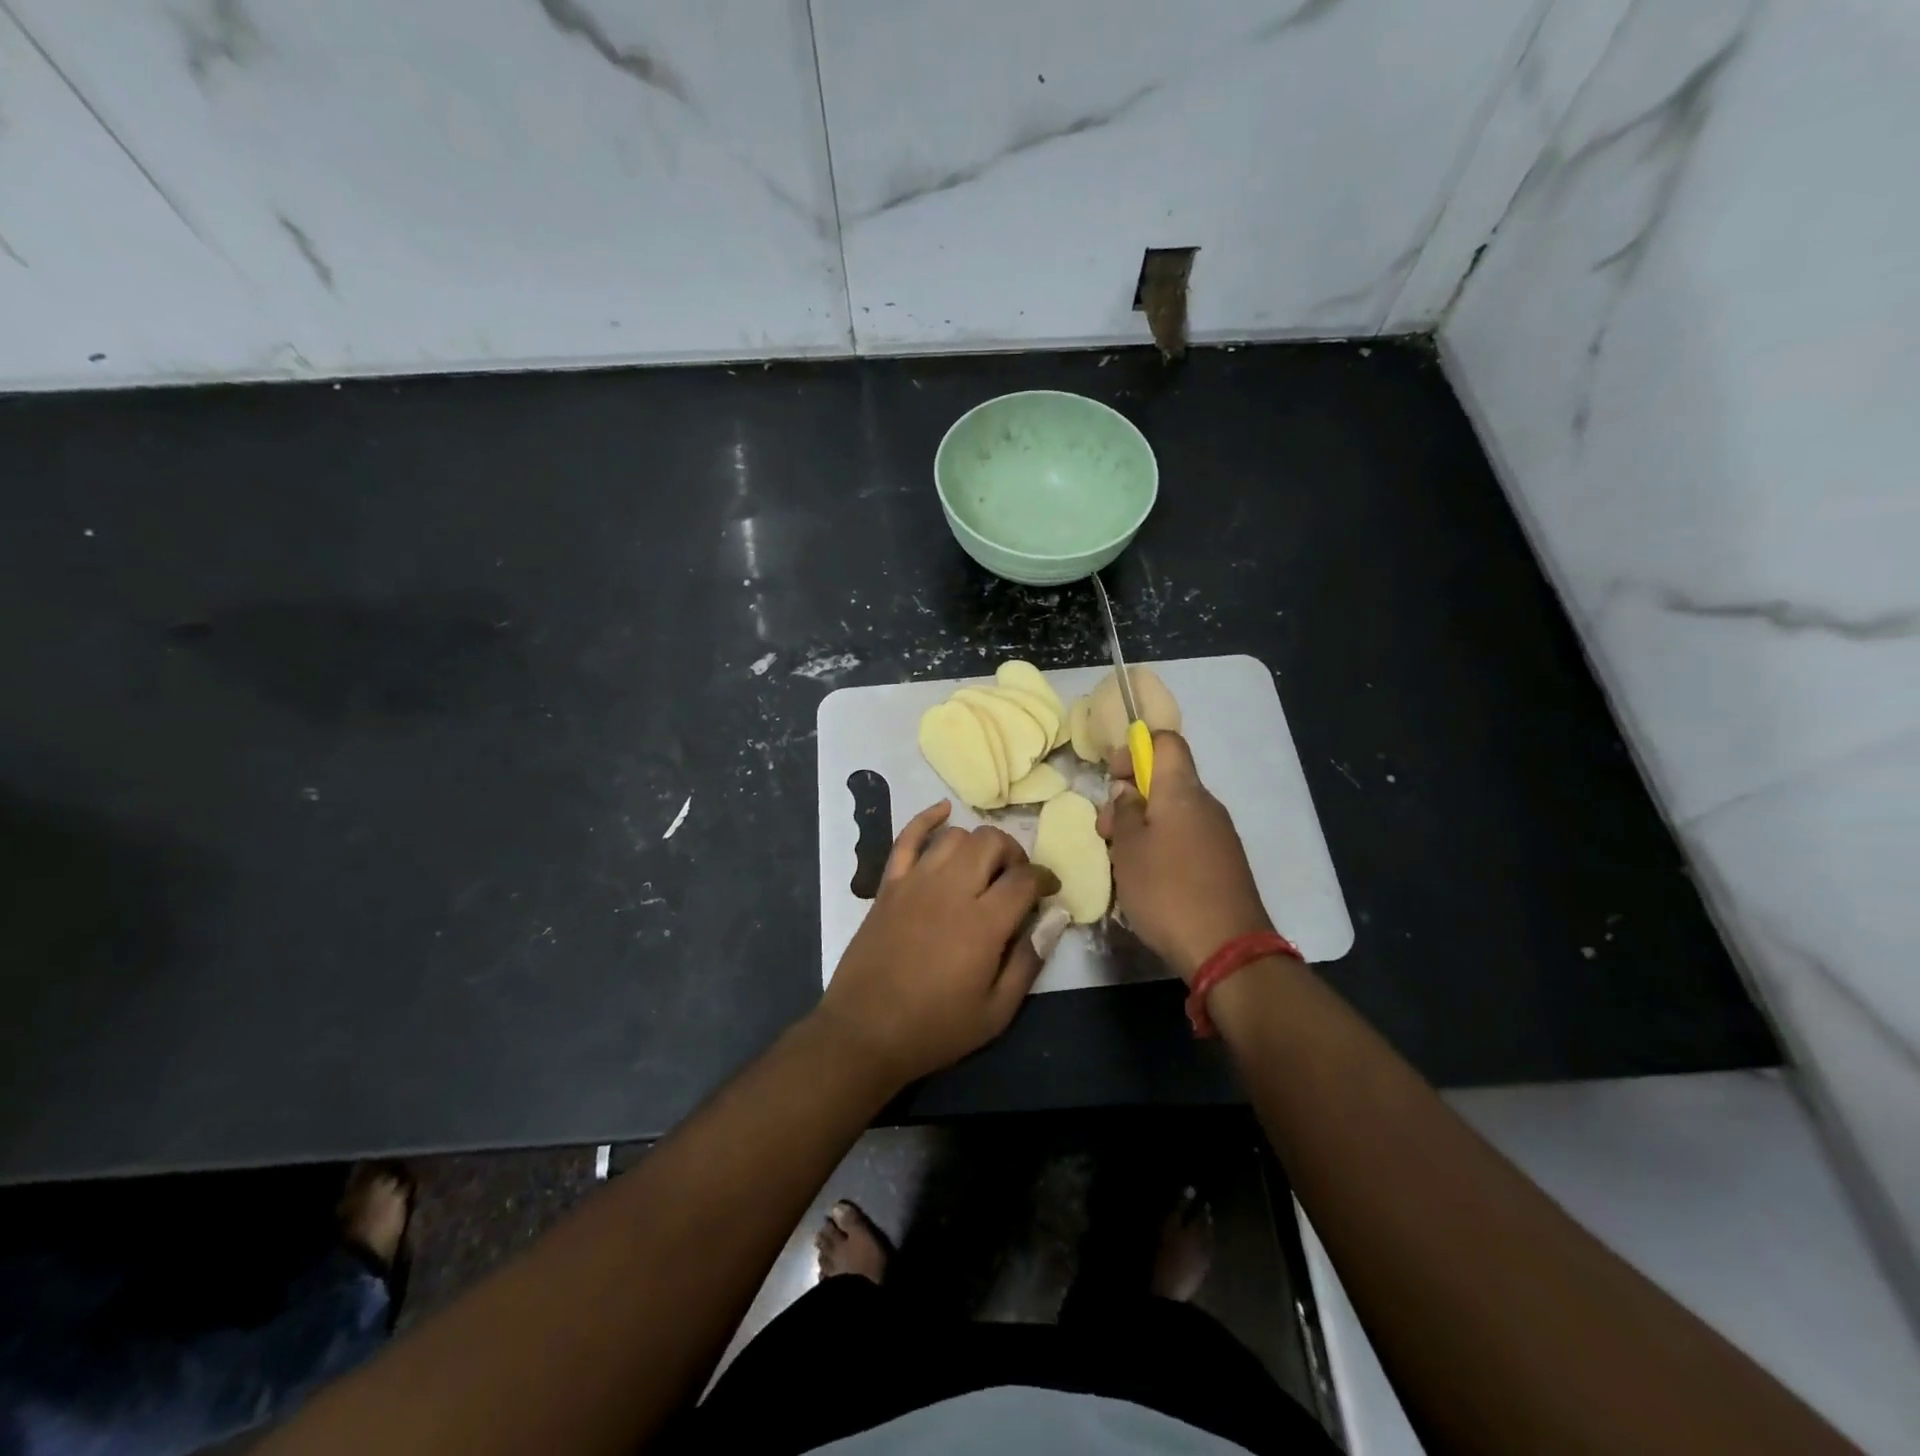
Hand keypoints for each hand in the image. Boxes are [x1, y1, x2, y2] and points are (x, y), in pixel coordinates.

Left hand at [818, 801, 1058, 1086]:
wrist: (864, 1032)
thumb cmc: (935, 1028)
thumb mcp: (996, 1012)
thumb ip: (1029, 961)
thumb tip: (1055, 919)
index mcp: (983, 923)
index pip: (1024, 879)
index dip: (1044, 879)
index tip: (1049, 891)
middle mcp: (951, 890)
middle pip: (991, 843)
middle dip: (1013, 855)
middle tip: (1016, 880)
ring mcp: (915, 882)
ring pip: (955, 836)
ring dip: (977, 844)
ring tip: (983, 867)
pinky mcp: (888, 885)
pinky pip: (906, 838)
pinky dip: (927, 819)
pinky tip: (943, 811)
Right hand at [1098, 731, 1272, 982]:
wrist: (1227, 949)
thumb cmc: (1167, 890)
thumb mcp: (1128, 849)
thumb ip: (1124, 812)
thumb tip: (1128, 792)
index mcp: (1182, 791)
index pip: (1165, 742)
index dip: (1135, 749)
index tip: (1113, 777)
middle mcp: (1206, 805)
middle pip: (1166, 781)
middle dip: (1131, 797)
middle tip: (1106, 832)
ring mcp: (1219, 836)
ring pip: (1174, 814)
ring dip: (1144, 826)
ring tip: (1121, 861)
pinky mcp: (1224, 864)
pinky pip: (1187, 839)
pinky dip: (1163, 847)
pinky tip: (1147, 879)